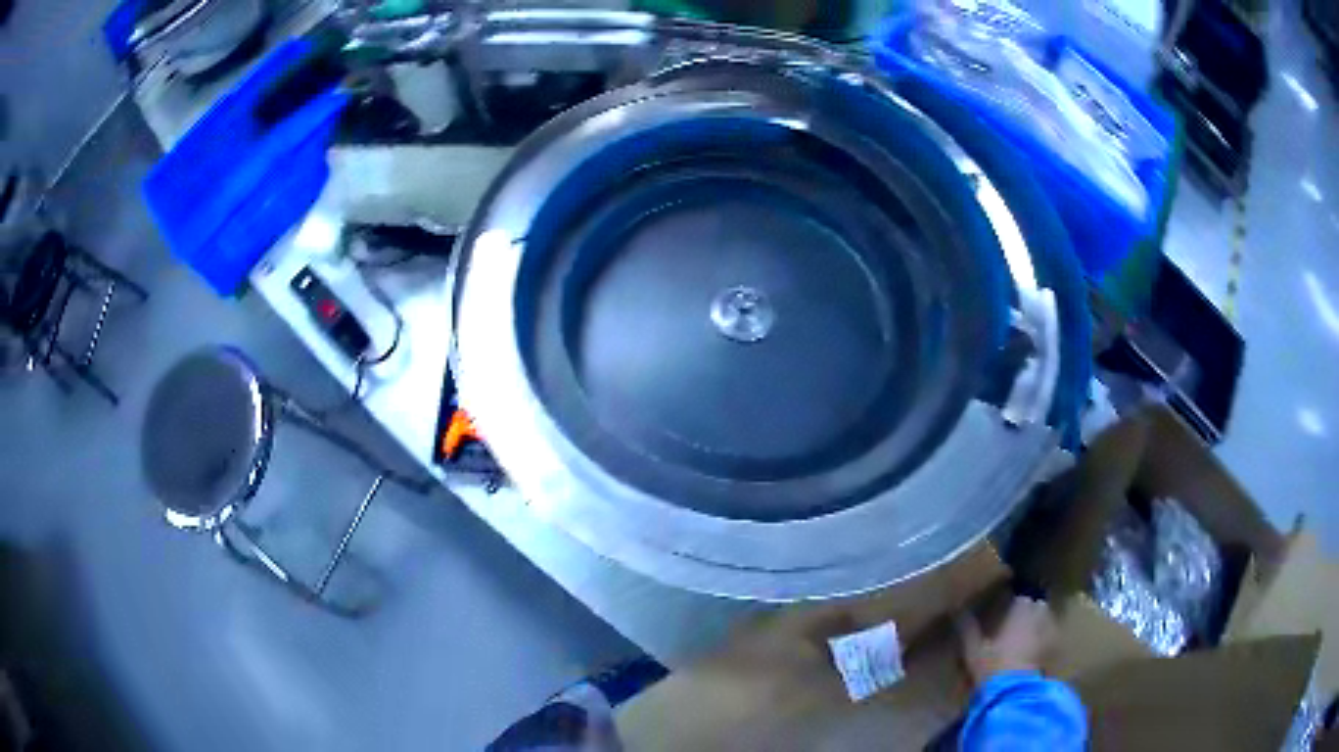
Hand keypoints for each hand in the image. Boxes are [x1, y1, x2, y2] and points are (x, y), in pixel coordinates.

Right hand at [959, 596, 1058, 685]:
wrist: (1013, 691)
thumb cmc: (992, 666)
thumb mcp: (973, 650)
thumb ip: (968, 630)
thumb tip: (957, 610)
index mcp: (1019, 612)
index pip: (1021, 599)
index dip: (1015, 605)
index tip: (1007, 611)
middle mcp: (1038, 617)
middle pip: (1038, 607)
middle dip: (1031, 612)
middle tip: (1019, 623)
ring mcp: (1049, 634)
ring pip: (1047, 622)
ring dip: (1040, 625)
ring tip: (1029, 636)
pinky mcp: (1054, 651)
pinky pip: (1052, 640)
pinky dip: (1046, 642)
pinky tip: (1037, 652)